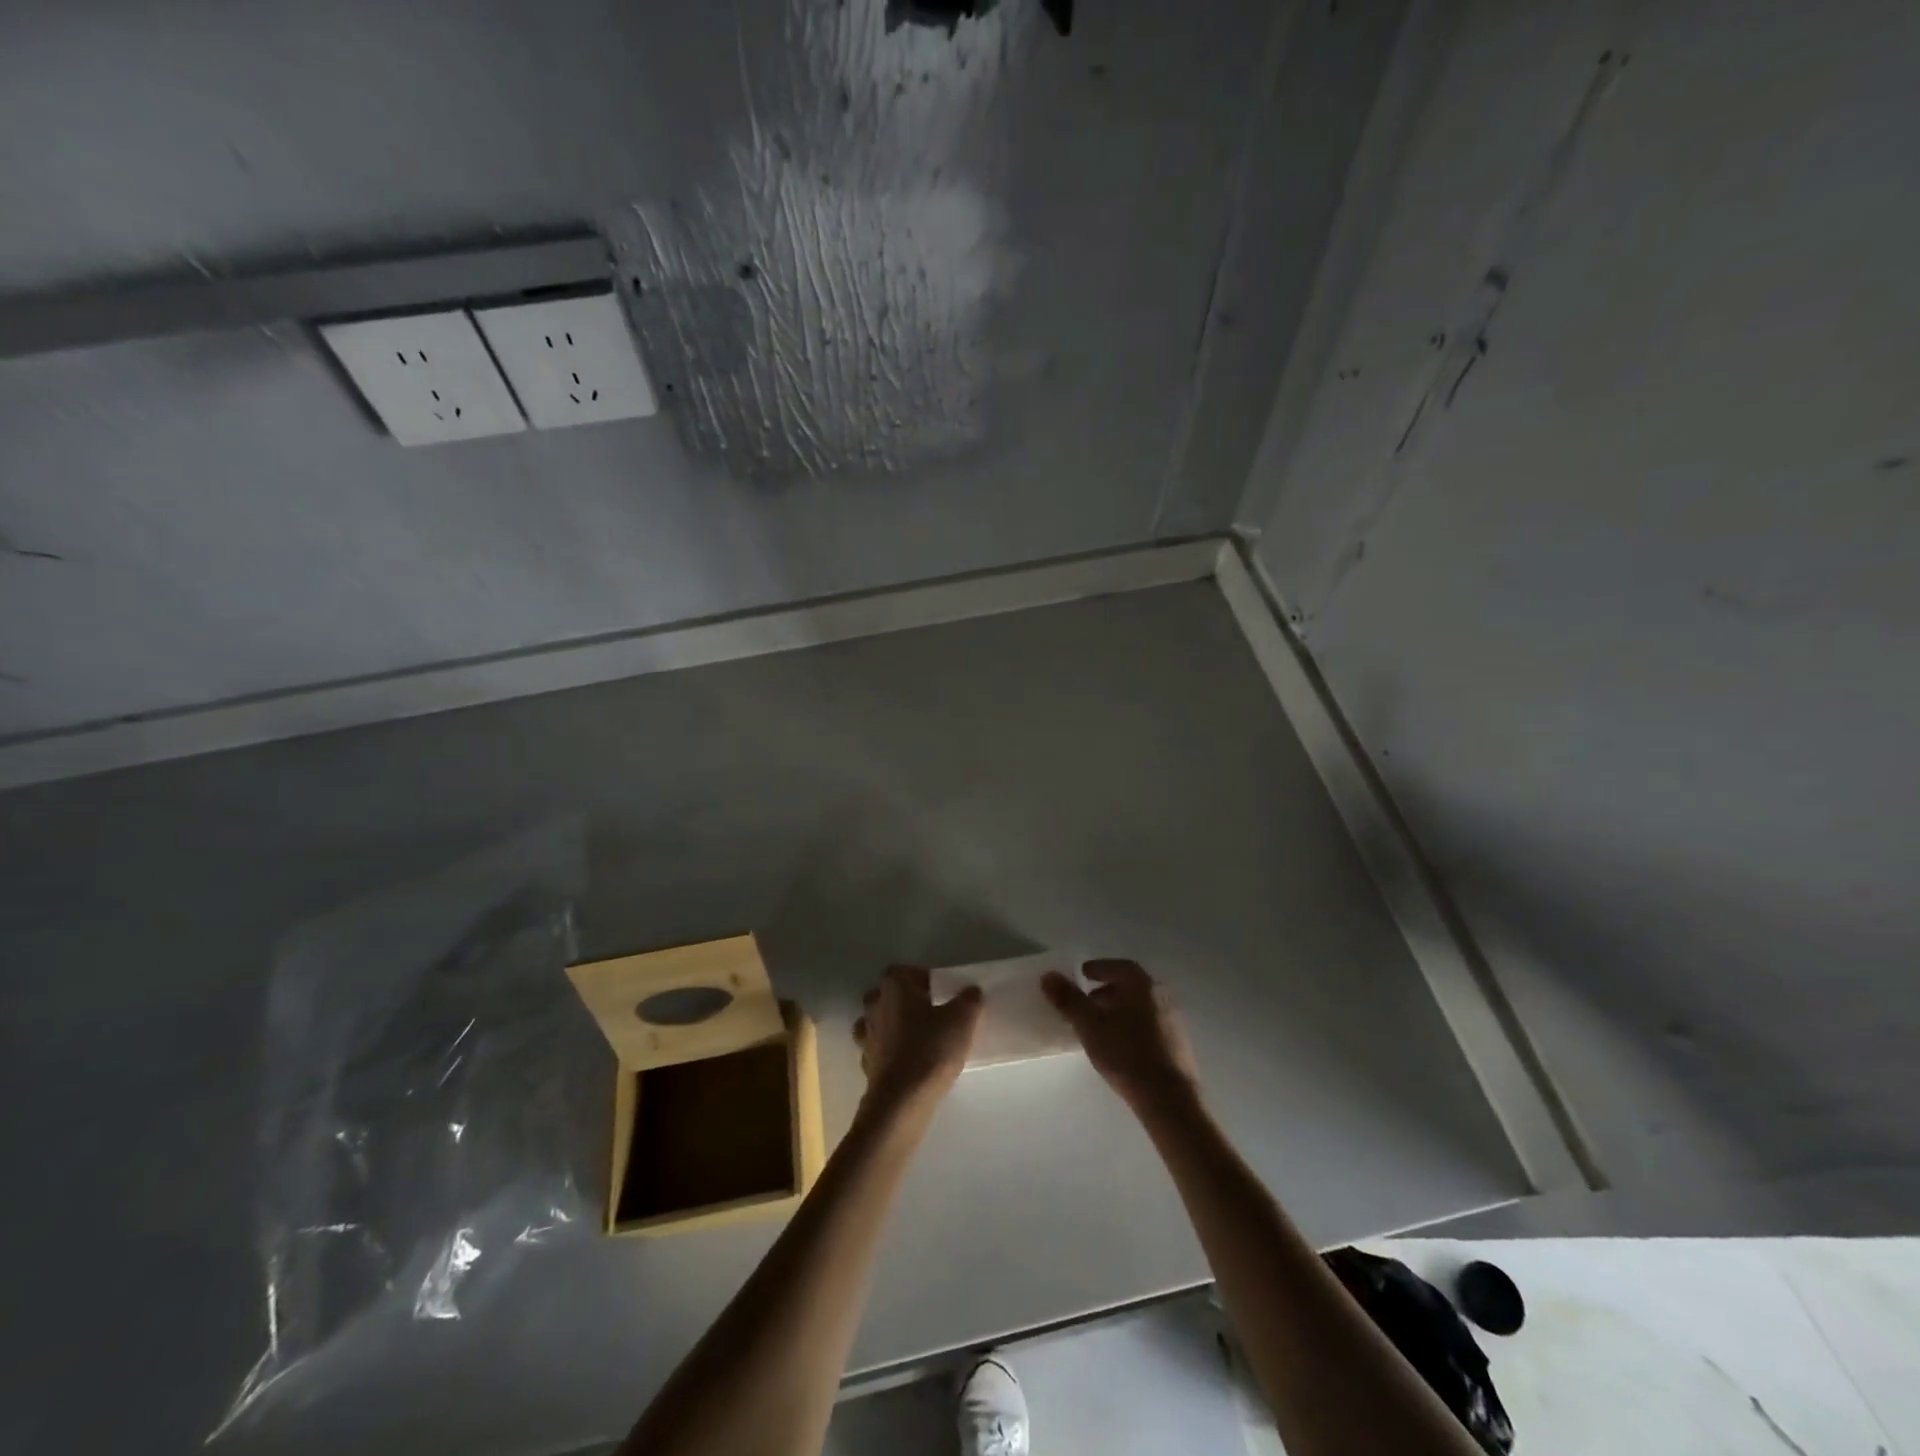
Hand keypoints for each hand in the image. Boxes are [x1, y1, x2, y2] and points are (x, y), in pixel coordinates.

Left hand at [853, 965, 983, 1113]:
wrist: (902, 1100)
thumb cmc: (931, 1049)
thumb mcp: (962, 1020)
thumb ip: (968, 1000)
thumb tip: (971, 991)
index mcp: (894, 988)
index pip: (898, 971)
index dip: (916, 977)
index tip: (936, 990)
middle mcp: (875, 1007)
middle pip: (885, 995)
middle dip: (903, 1000)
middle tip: (928, 1012)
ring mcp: (866, 1037)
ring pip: (877, 1022)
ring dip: (893, 1026)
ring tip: (918, 1037)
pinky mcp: (866, 1065)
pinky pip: (877, 1049)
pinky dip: (889, 1052)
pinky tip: (908, 1062)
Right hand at [1042, 960, 1200, 1112]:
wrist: (1170, 1099)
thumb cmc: (1126, 1054)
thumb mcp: (1089, 1025)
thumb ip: (1068, 999)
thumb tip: (1048, 976)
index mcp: (1142, 984)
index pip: (1118, 966)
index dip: (1097, 969)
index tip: (1081, 977)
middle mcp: (1161, 995)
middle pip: (1130, 985)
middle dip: (1105, 991)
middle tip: (1085, 1003)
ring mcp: (1173, 1020)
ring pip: (1140, 1006)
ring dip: (1118, 1010)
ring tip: (1098, 1027)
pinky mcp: (1178, 1044)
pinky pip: (1150, 1024)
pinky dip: (1131, 1026)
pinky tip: (1120, 1046)